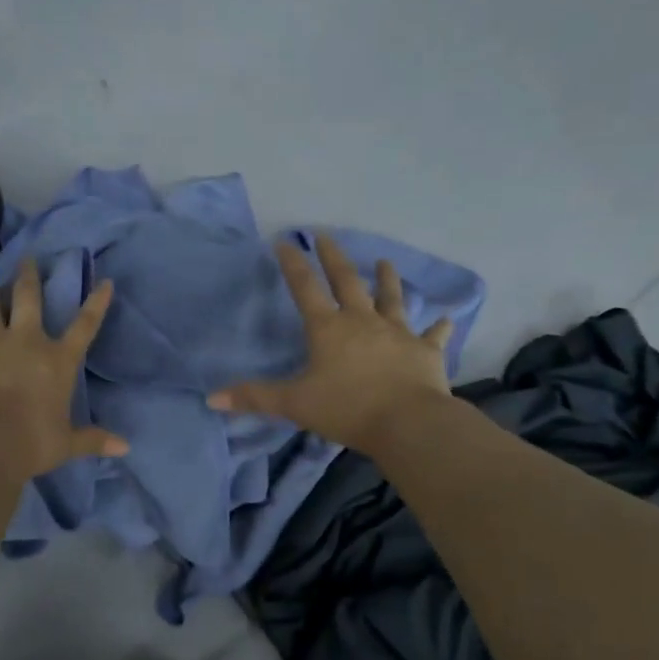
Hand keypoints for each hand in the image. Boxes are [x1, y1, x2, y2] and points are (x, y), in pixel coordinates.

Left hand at [0, 258, 129, 479]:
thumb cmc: (32, 441)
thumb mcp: (67, 443)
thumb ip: (94, 439)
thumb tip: (125, 448)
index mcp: (58, 360)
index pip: (85, 325)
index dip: (97, 302)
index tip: (105, 281)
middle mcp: (26, 341)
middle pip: (29, 298)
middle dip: (29, 277)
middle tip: (27, 258)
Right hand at [208, 234, 453, 450]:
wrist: (407, 423)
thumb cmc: (346, 409)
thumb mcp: (294, 403)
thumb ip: (255, 397)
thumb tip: (212, 398)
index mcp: (328, 329)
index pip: (305, 289)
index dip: (293, 264)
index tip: (285, 241)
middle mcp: (362, 321)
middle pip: (347, 282)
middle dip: (334, 258)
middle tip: (327, 236)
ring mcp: (397, 333)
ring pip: (391, 299)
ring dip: (386, 280)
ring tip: (384, 261)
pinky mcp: (425, 351)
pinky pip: (432, 335)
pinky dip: (438, 327)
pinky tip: (446, 318)